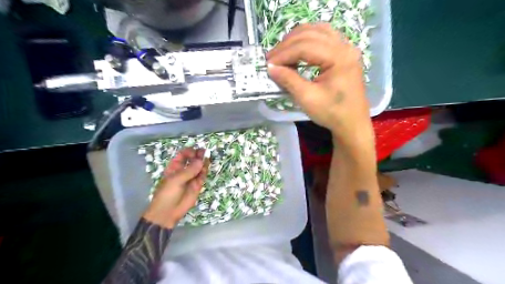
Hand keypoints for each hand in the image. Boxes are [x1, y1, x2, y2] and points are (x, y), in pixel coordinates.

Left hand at [143, 147, 207, 229]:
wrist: (168, 212)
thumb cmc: (167, 194)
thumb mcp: (176, 180)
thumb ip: (189, 170)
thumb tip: (201, 160)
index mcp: (174, 167)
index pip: (183, 155)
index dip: (189, 152)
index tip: (195, 152)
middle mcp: (184, 171)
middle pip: (192, 160)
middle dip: (198, 155)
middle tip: (204, 152)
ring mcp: (191, 178)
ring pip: (199, 167)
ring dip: (203, 162)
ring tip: (207, 158)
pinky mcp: (197, 185)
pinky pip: (202, 175)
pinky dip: (205, 170)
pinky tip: (206, 166)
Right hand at [268, 23, 374, 146]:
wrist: (351, 123)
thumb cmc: (331, 113)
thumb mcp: (307, 98)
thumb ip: (289, 80)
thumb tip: (271, 68)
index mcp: (339, 58)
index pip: (305, 46)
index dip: (284, 53)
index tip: (268, 63)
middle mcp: (345, 47)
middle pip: (311, 34)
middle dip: (288, 44)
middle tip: (272, 58)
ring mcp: (346, 48)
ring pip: (317, 30)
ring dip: (297, 38)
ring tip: (282, 52)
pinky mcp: (344, 53)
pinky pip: (324, 36)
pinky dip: (308, 39)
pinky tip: (298, 48)